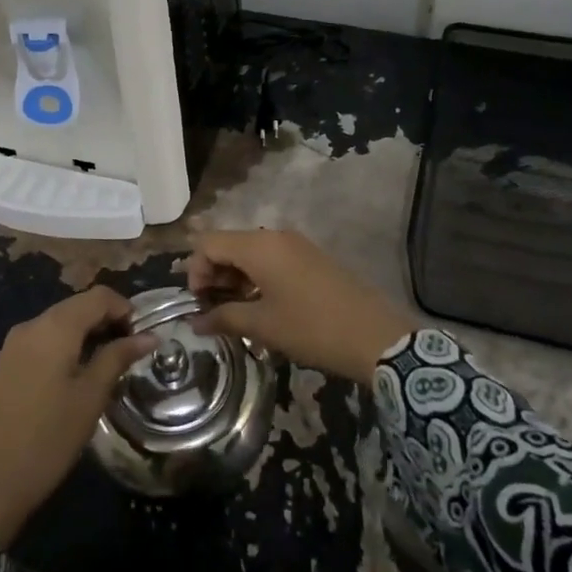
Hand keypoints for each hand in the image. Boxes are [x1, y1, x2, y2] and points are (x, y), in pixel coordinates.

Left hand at [0, 288, 155, 545]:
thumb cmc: (46, 439)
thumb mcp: (90, 398)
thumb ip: (118, 358)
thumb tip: (148, 336)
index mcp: (54, 327)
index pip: (99, 296)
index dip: (126, 310)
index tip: (142, 339)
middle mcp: (31, 325)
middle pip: (78, 306)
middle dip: (107, 322)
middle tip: (129, 355)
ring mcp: (13, 345)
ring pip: (60, 324)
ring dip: (87, 336)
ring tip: (107, 369)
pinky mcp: (4, 365)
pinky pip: (43, 341)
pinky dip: (66, 348)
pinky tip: (76, 379)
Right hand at [185, 230, 415, 382]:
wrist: (376, 335)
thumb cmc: (312, 328)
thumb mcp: (263, 326)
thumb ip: (224, 317)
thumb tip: (195, 322)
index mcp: (259, 246)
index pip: (209, 243)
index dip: (195, 270)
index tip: (198, 303)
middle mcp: (275, 236)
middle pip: (229, 243)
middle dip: (213, 274)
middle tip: (213, 310)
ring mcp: (296, 245)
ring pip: (250, 251)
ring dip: (235, 277)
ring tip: (234, 311)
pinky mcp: (310, 258)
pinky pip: (271, 258)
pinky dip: (256, 276)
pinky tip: (260, 305)